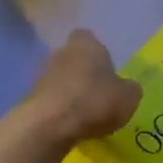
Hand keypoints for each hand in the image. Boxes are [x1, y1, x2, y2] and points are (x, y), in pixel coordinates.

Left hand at [21, 30, 141, 144]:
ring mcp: (42, 74)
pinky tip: (71, 123)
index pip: (88, 37)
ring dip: (71, 91)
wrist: (51, 125)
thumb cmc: (95, 101)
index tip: (107, 70)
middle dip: (84, 72)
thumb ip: (129, 88)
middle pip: (74, 58)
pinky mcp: (32, 96)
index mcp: (86, 44)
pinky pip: (52, 98)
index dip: (98, 53)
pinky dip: (60, 108)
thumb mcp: (128, 97)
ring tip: (86, 112)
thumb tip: (126, 87)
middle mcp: (61, 52)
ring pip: (61, 78)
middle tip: (99, 93)